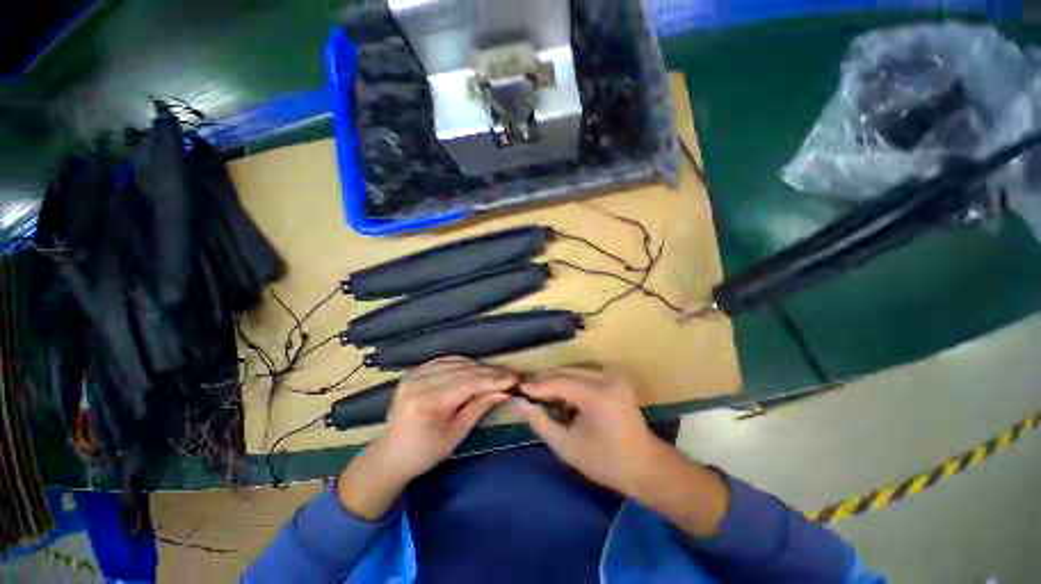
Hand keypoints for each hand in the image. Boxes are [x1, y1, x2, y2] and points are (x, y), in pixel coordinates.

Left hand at [338, 357, 514, 518]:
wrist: (389, 455)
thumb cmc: (424, 453)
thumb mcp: (456, 434)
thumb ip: (479, 407)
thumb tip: (504, 391)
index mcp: (427, 401)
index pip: (468, 383)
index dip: (493, 379)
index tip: (514, 379)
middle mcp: (419, 382)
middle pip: (463, 370)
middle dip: (489, 372)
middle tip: (509, 375)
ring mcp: (414, 374)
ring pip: (456, 362)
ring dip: (478, 367)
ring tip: (496, 374)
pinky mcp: (414, 372)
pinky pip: (445, 361)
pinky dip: (463, 364)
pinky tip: (475, 369)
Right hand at [512, 367, 659, 494]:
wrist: (645, 466)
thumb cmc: (605, 462)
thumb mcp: (567, 447)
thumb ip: (540, 422)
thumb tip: (518, 403)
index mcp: (599, 395)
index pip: (560, 382)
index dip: (537, 386)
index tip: (518, 390)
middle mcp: (608, 378)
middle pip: (567, 372)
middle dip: (545, 380)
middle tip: (526, 391)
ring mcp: (614, 375)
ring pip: (575, 370)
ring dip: (556, 380)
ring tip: (539, 392)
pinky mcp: (616, 377)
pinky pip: (585, 373)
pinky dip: (570, 381)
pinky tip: (559, 392)